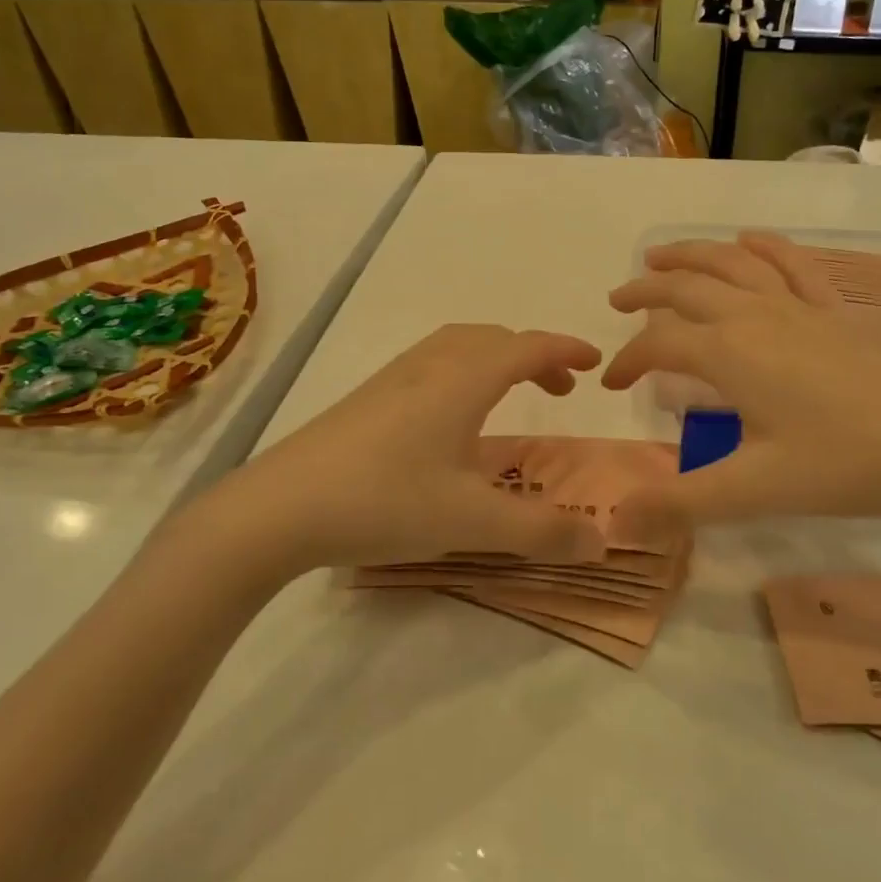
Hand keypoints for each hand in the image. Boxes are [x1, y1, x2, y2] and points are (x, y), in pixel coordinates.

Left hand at [194, 324, 608, 571]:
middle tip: (560, 389)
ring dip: (496, 360)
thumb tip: (602, 542)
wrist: (278, 507)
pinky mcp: (368, 397)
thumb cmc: (384, 502)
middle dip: (535, 356)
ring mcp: (394, 378)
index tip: (594, 363)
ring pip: (459, 346)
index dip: (565, 350)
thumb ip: (540, 532)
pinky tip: (452, 420)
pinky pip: (432, 363)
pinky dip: (464, 372)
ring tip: (511, 397)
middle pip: (494, 339)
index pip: (528, 348)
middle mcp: (431, 365)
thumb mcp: (471, 523)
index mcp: (463, 380)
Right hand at [601, 233, 880, 526]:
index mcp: (729, 352)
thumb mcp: (757, 489)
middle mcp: (755, 315)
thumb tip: (617, 522)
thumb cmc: (848, 462)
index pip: (659, 345)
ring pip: (733, 263)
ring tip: (663, 255)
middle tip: (618, 300)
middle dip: (646, 291)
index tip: (609, 385)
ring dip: (692, 255)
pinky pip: (793, 265)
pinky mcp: (835, 312)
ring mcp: (799, 306)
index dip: (627, 362)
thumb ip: (683, 503)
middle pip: (687, 288)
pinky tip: (751, 240)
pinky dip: (765, 247)